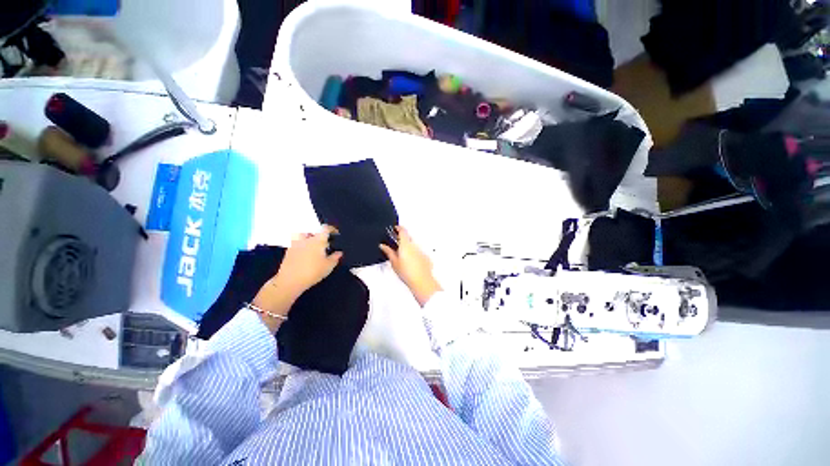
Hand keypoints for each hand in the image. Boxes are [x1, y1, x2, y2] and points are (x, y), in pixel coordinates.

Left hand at [274, 225, 343, 296]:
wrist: (290, 281)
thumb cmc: (313, 271)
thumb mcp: (329, 266)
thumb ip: (335, 257)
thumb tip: (339, 252)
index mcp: (318, 240)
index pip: (325, 228)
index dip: (331, 229)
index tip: (335, 233)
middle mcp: (306, 239)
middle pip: (312, 231)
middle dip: (318, 234)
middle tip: (323, 242)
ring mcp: (295, 244)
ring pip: (301, 236)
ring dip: (307, 238)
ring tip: (312, 246)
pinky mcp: (288, 252)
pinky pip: (296, 244)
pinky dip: (301, 246)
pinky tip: (305, 255)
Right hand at [379, 226, 441, 306]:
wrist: (421, 281)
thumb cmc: (407, 272)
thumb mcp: (394, 262)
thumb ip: (389, 252)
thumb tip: (383, 246)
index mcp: (406, 245)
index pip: (403, 231)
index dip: (399, 228)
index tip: (395, 228)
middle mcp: (414, 245)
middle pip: (408, 237)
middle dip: (402, 238)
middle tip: (396, 242)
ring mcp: (421, 251)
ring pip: (413, 245)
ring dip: (408, 246)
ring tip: (402, 254)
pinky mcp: (425, 257)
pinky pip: (418, 252)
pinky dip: (413, 253)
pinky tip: (410, 261)